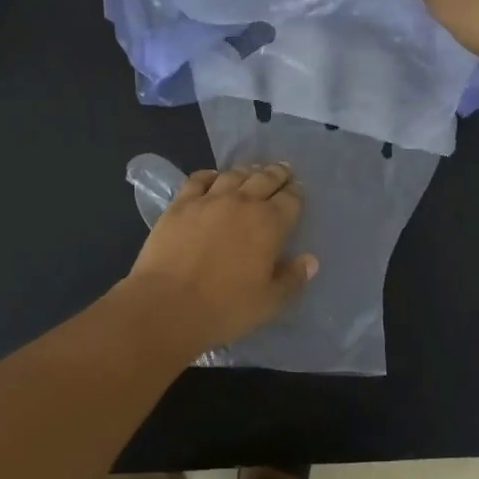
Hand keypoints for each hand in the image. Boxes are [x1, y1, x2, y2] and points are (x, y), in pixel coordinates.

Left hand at [124, 164, 316, 352]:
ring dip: (247, 171)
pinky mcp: (180, 204)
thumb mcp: (269, 302)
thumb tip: (310, 260)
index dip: (297, 194)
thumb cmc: (225, 308)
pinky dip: (210, 175)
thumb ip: (292, 278)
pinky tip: (213, 177)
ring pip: (233, 175)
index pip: (291, 199)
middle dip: (277, 174)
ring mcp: (209, 200)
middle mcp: (242, 203)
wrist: (168, 304)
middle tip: (282, 170)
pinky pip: (198, 180)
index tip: (298, 191)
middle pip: (264, 179)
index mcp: (270, 224)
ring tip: (252, 170)